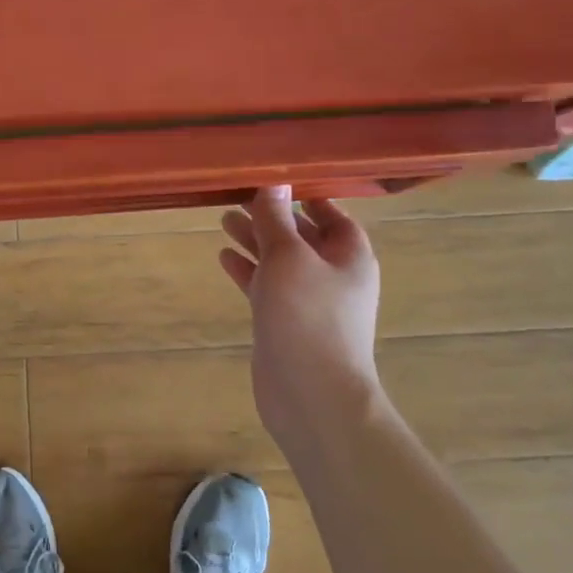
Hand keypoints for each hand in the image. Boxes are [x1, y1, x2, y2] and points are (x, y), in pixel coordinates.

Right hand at [220, 186, 381, 435]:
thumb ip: (276, 219)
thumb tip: (274, 182)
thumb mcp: (288, 257)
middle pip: (302, 235)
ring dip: (255, 240)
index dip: (307, 193)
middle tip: (238, 194)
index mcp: (349, 256)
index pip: (332, 214)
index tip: (275, 176)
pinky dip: (248, 271)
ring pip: (280, 261)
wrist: (312, 397)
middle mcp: (333, 275)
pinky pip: (266, 287)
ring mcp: (308, 302)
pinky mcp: (285, 323)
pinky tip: (224, 256)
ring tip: (224, 218)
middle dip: (272, 216)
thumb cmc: (308, 317)